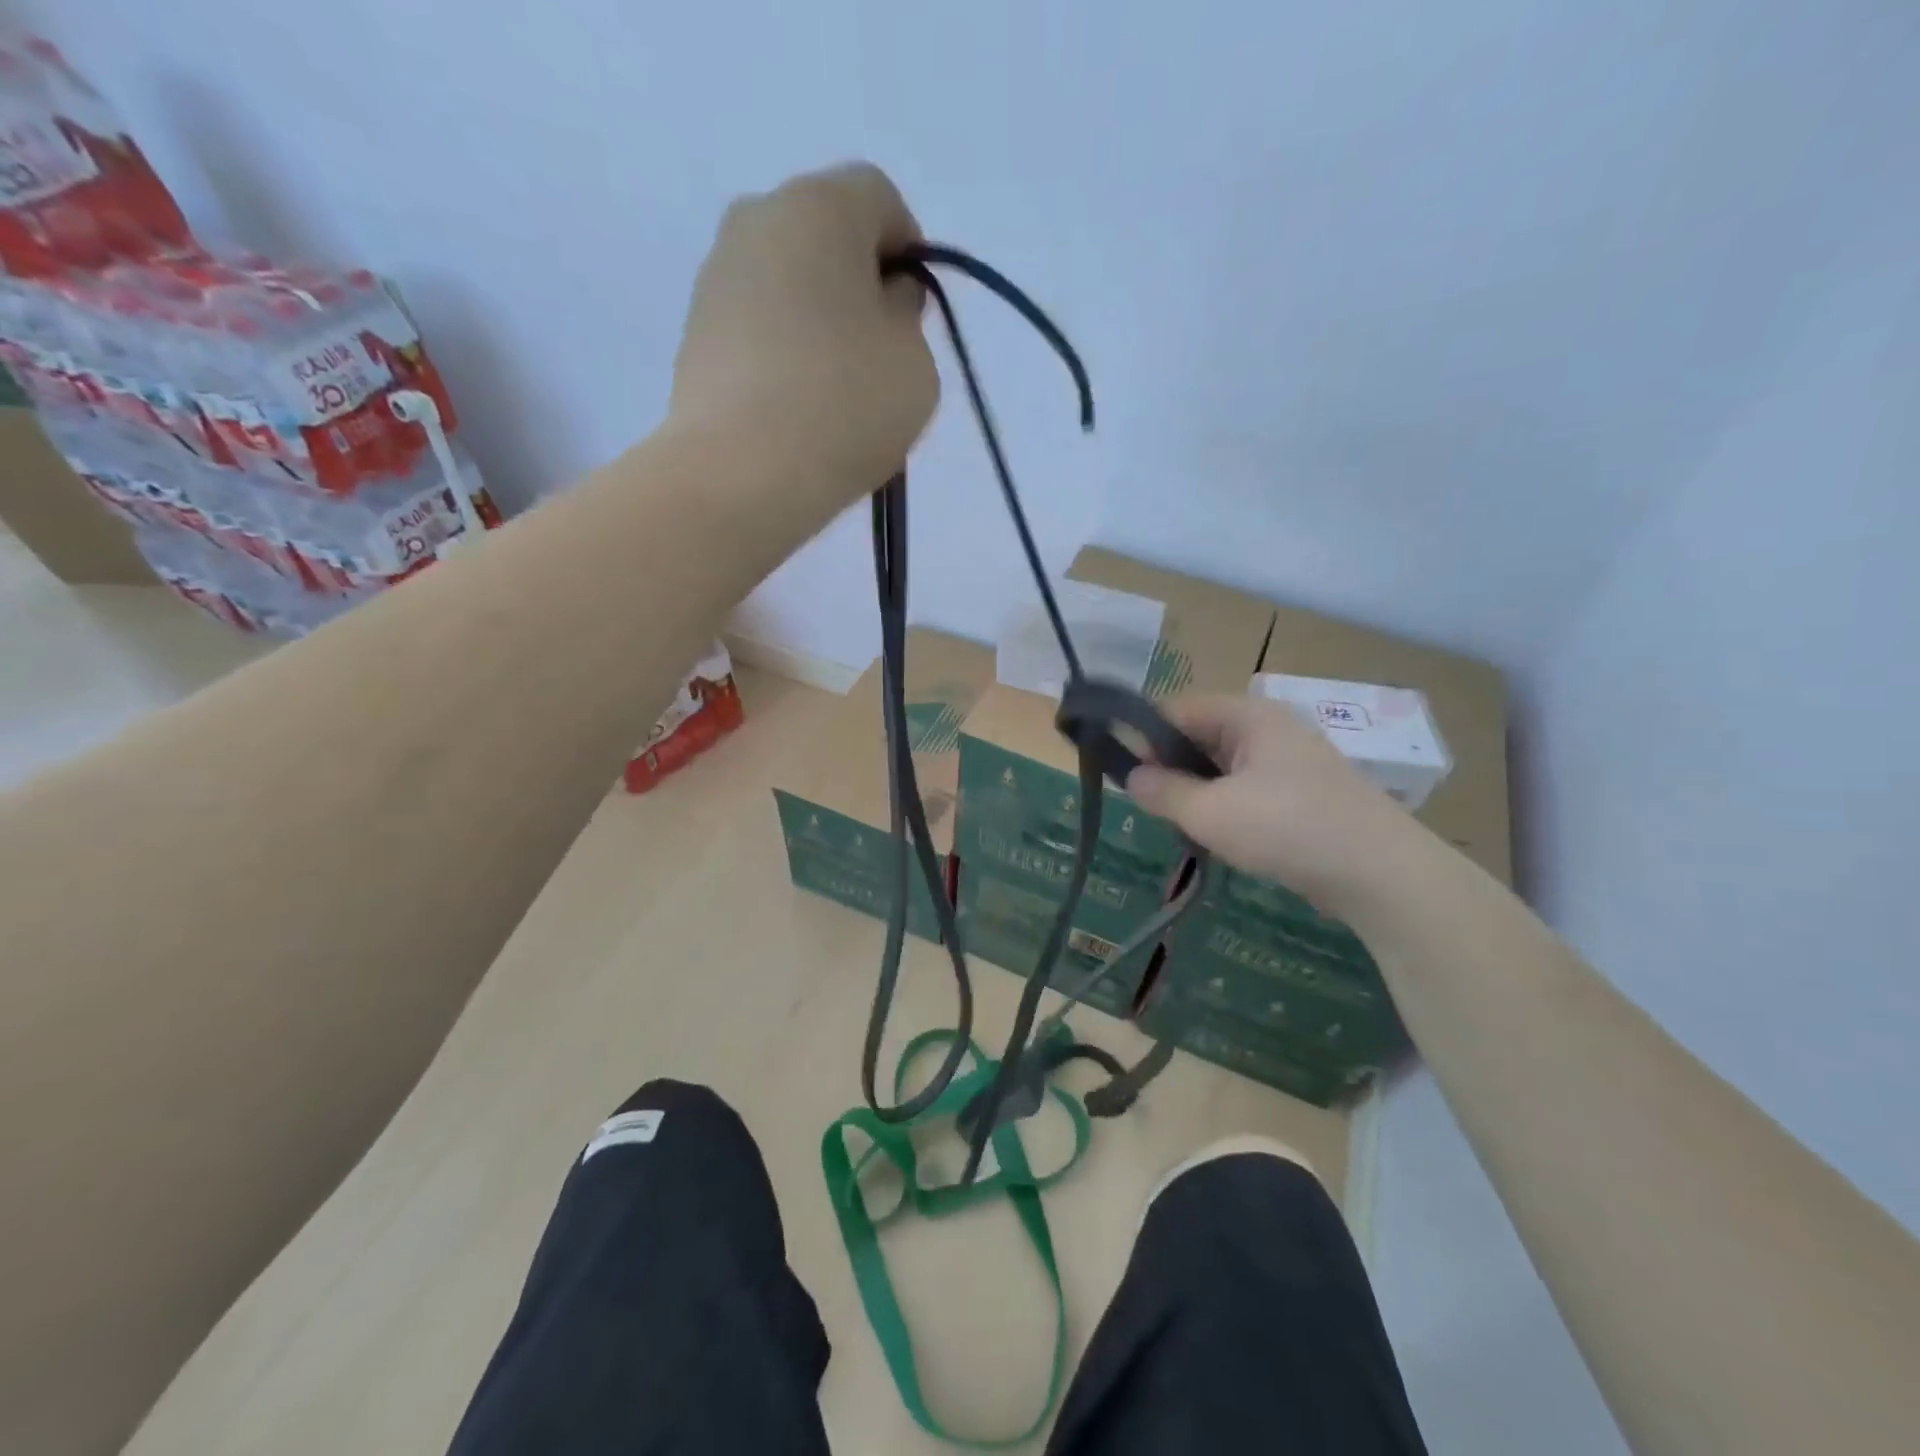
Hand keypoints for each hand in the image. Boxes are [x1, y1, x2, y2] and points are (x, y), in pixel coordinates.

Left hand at [669, 163, 938, 525]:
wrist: (740, 474)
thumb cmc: (844, 406)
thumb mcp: (915, 362)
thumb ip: (907, 316)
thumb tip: (880, 301)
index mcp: (818, 205)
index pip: (880, 199)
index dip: (909, 254)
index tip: (914, 318)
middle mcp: (756, 219)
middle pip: (827, 236)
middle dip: (861, 285)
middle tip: (878, 356)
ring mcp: (716, 276)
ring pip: (789, 282)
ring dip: (820, 320)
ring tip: (835, 392)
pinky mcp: (694, 331)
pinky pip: (758, 324)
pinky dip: (784, 350)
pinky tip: (797, 405)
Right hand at [1126, 695, 1417, 911]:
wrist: (1382, 873)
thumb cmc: (1287, 828)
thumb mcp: (1210, 812)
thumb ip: (1163, 792)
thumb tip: (1132, 777)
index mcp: (1247, 715)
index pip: (1177, 710)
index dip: (1145, 738)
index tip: (1126, 776)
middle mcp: (1270, 727)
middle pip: (1200, 737)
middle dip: (1172, 770)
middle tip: (1153, 808)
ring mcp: (1291, 761)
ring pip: (1223, 767)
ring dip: (1199, 794)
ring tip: (1185, 828)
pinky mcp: (1304, 793)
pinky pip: (1248, 789)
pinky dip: (1227, 809)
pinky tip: (1222, 839)